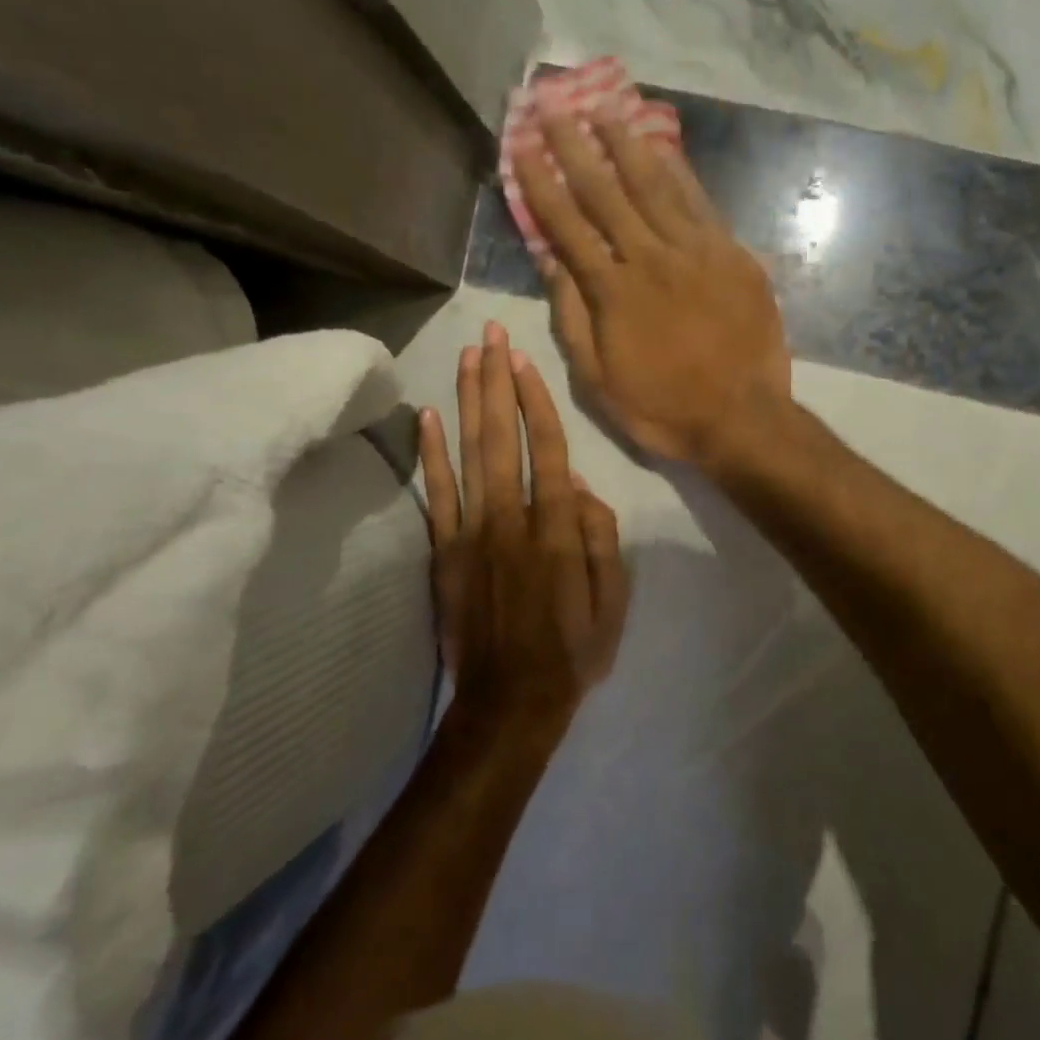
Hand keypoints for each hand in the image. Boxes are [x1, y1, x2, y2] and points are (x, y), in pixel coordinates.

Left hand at [416, 320, 627, 734]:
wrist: (509, 704)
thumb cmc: (572, 652)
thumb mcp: (614, 601)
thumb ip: (600, 538)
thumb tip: (580, 487)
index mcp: (556, 529)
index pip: (547, 448)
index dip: (534, 401)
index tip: (522, 360)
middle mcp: (510, 519)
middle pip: (502, 437)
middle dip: (495, 381)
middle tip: (489, 334)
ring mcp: (471, 534)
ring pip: (468, 454)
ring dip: (466, 401)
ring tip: (465, 357)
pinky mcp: (445, 553)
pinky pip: (436, 495)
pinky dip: (429, 454)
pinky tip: (425, 417)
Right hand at [510, 113, 791, 469]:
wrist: (743, 418)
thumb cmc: (663, 407)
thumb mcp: (598, 379)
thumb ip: (572, 317)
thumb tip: (551, 261)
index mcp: (613, 292)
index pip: (566, 225)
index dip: (541, 182)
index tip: (521, 145)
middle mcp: (651, 258)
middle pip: (606, 192)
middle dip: (576, 146)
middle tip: (554, 105)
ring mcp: (697, 252)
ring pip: (655, 186)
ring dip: (626, 145)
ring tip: (605, 109)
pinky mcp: (733, 255)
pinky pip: (701, 204)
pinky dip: (680, 173)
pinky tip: (664, 148)